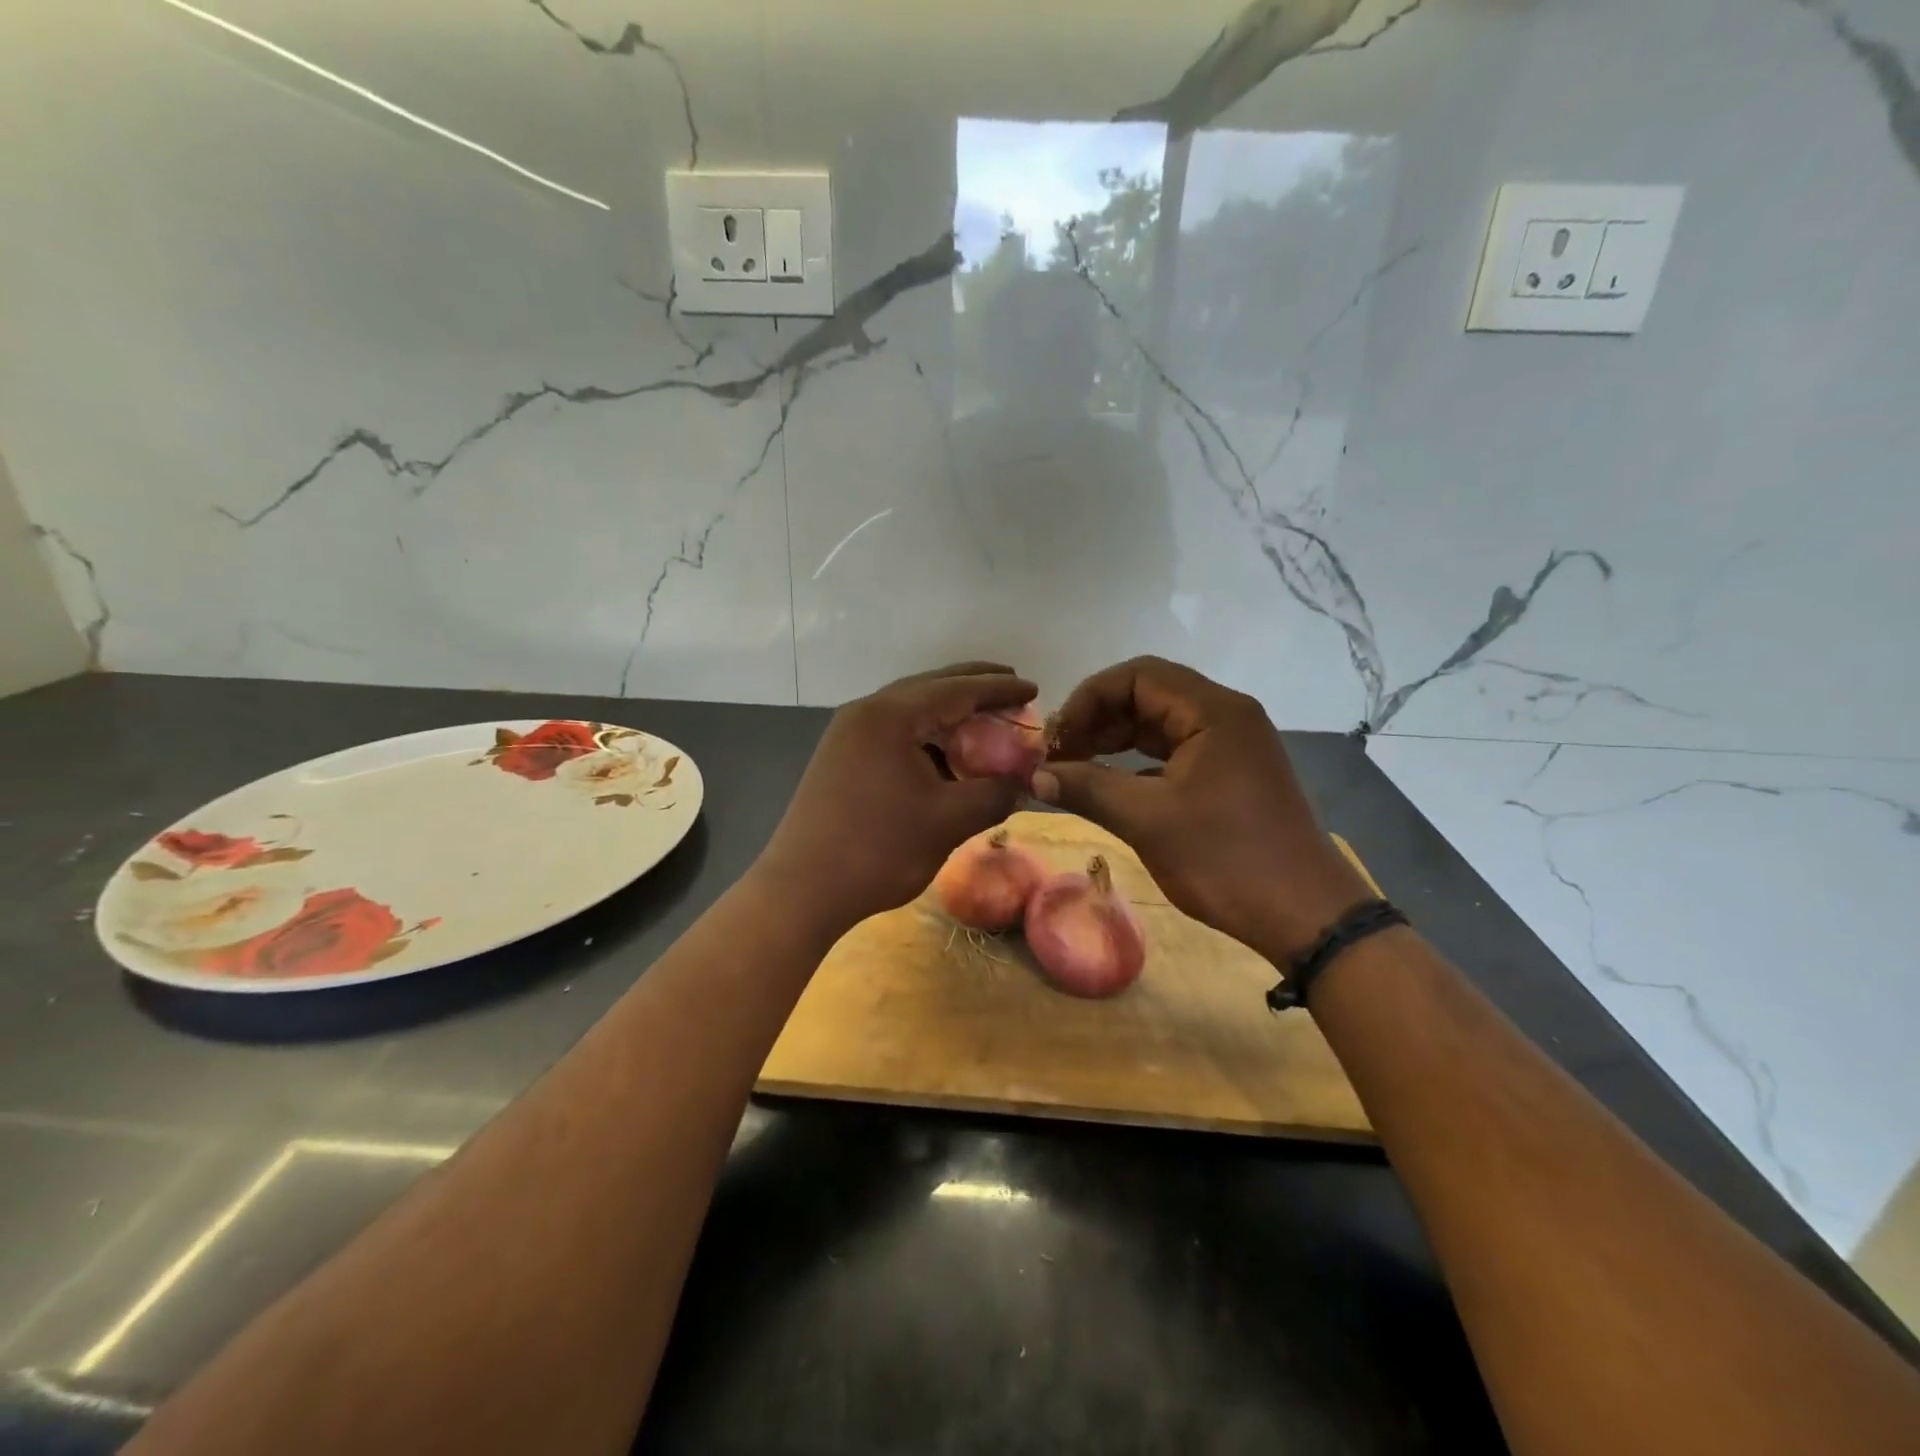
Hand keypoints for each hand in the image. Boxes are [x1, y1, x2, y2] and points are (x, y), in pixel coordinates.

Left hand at [755, 662, 1038, 935]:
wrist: (802, 890)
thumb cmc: (878, 850)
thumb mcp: (948, 821)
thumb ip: (994, 794)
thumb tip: (1025, 783)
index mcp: (891, 716)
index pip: (957, 689)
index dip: (999, 688)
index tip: (1034, 687)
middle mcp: (866, 713)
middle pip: (930, 687)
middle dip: (973, 687)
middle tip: (1012, 688)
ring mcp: (848, 734)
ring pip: (909, 710)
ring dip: (948, 712)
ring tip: (984, 720)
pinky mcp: (840, 757)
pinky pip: (893, 732)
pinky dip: (925, 735)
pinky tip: (944, 754)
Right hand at [1032, 657, 1372, 961]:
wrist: (1305, 915)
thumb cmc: (1225, 858)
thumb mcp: (1148, 820)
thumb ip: (1087, 788)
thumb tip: (1034, 776)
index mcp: (1213, 711)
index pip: (1137, 676)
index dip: (1088, 699)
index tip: (1057, 739)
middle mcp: (1226, 715)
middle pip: (1148, 693)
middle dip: (1098, 718)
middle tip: (1060, 755)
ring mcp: (1232, 745)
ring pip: (1160, 723)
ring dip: (1116, 739)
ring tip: (1076, 768)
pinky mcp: (1231, 773)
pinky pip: (1175, 750)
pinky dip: (1139, 761)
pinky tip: (1111, 786)